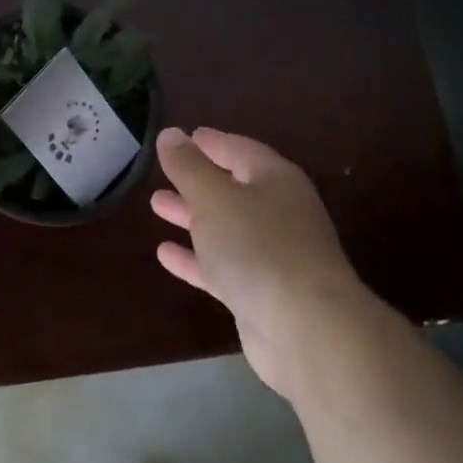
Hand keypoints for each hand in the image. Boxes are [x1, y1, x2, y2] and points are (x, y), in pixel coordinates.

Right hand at [151, 126, 377, 398]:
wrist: (305, 328)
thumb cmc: (258, 246)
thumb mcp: (214, 197)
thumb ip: (189, 166)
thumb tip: (171, 134)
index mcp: (275, 180)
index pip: (241, 150)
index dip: (213, 142)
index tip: (186, 136)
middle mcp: (279, 213)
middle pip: (233, 189)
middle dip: (197, 180)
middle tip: (164, 172)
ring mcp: (272, 255)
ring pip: (225, 227)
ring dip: (192, 216)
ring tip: (157, 205)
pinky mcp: (261, 292)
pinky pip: (222, 266)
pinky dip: (195, 258)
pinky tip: (164, 254)